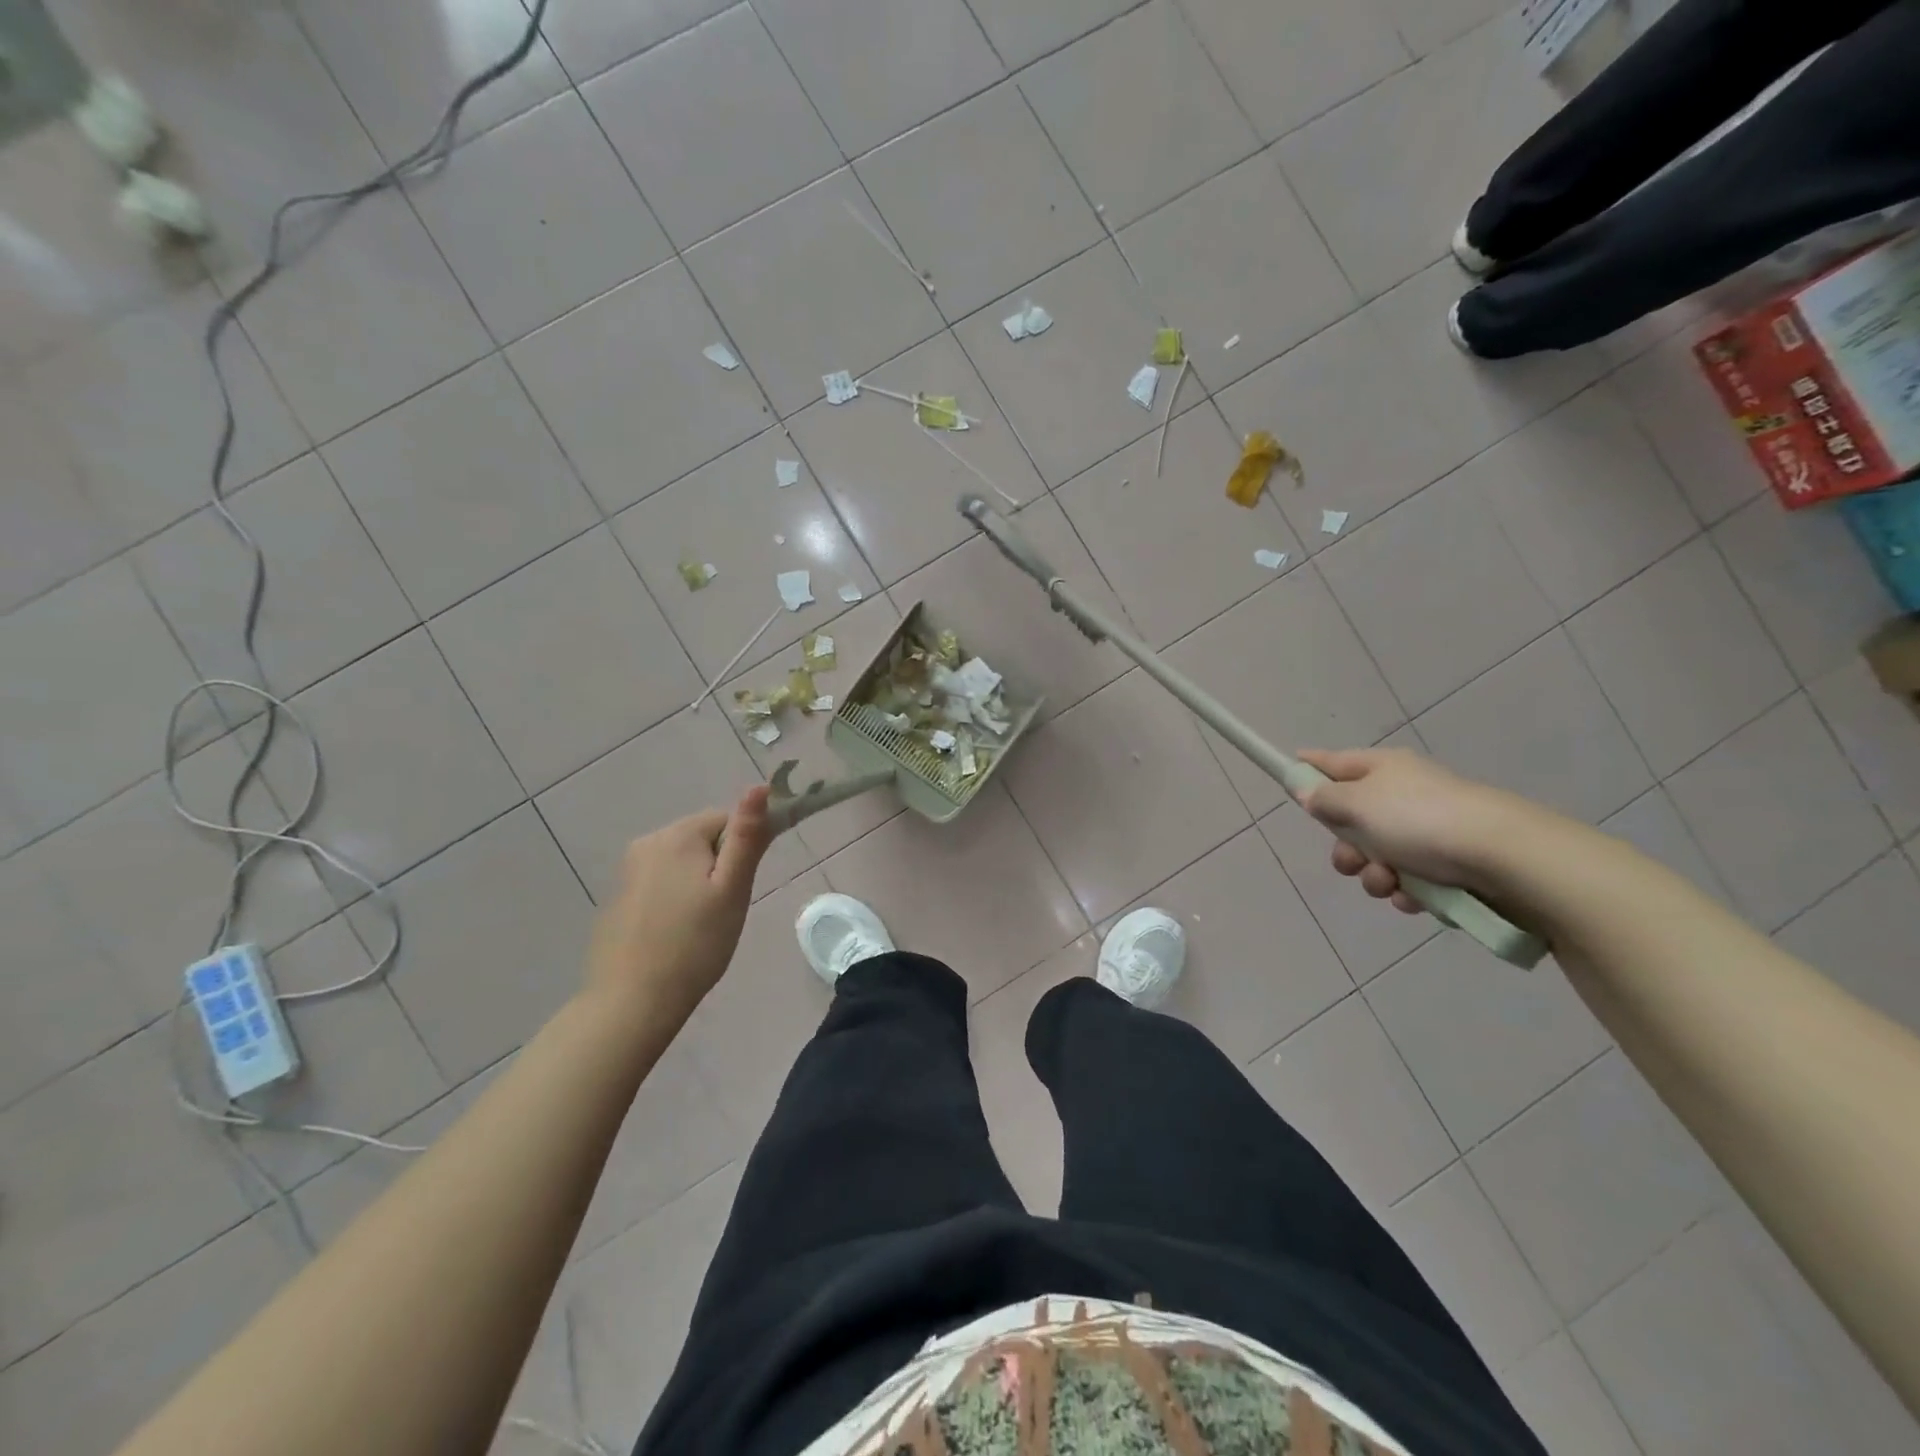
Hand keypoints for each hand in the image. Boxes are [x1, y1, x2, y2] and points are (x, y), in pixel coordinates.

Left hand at [584, 786, 773, 1025]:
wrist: (631, 1001)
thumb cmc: (695, 944)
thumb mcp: (732, 890)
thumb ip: (746, 837)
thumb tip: (760, 786)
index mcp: (677, 836)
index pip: (726, 820)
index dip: (743, 850)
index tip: (743, 887)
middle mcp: (647, 842)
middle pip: (702, 838)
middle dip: (719, 866)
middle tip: (725, 910)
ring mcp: (627, 870)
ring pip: (682, 861)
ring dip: (698, 882)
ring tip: (702, 925)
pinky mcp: (618, 895)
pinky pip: (659, 881)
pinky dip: (674, 897)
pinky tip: (676, 932)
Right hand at [1295, 747, 1538, 914]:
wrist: (1505, 858)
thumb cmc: (1420, 821)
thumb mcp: (1357, 804)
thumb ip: (1324, 798)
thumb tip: (1307, 790)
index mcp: (1382, 769)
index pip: (1333, 761)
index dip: (1308, 768)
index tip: (1287, 776)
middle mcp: (1404, 794)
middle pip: (1352, 820)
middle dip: (1345, 848)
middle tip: (1351, 860)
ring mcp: (1429, 830)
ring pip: (1378, 856)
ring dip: (1374, 875)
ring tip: (1390, 883)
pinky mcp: (1451, 864)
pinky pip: (1410, 880)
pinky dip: (1407, 891)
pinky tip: (1416, 898)